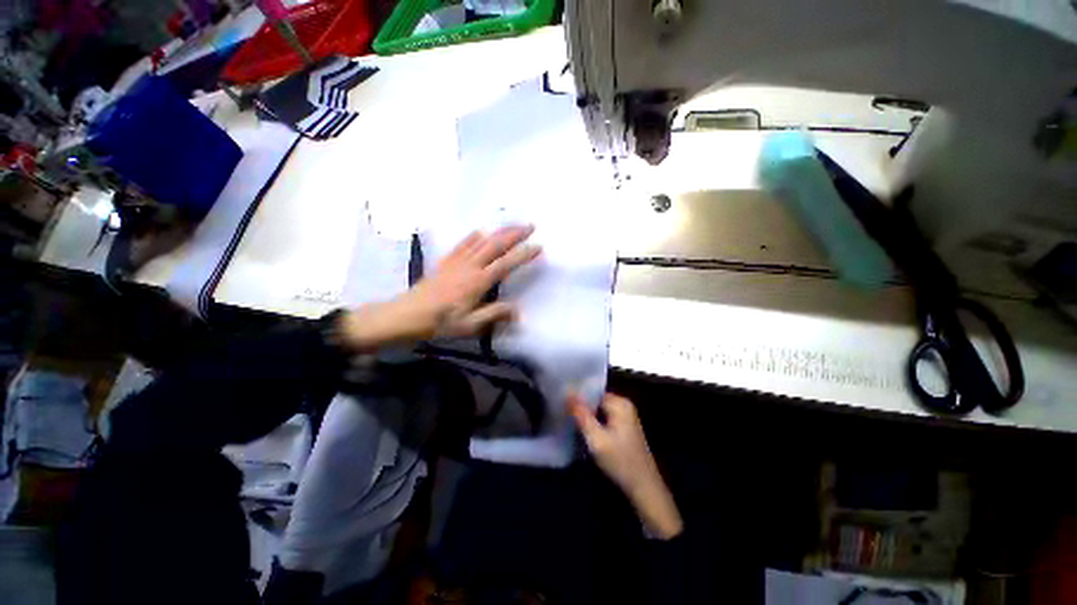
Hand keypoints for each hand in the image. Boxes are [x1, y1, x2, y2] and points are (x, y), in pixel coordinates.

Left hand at [341, 226, 540, 349]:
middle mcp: (470, 266)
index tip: (538, 246)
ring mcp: (457, 262)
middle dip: (514, 234)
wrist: (406, 315)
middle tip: (530, 226)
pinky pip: (462, 244)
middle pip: (495, 245)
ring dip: (499, 232)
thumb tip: (518, 311)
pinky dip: (474, 236)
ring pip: (482, 241)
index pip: (506, 264)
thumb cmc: (440, 323)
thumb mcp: (470, 325)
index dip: (523, 254)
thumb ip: (494, 315)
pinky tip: (480, 232)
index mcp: (478, 282)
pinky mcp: (446, 262)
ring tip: (512, 225)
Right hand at [569, 393, 683, 539]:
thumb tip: (568, 391)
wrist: (644, 488)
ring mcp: (625, 417)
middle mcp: (624, 405)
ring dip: (586, 417)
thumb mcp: (596, 439)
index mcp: (620, 403)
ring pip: (598, 411)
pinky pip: (604, 419)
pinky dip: (594, 424)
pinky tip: (584, 432)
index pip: (592, 391)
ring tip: (570, 422)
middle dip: (581, 408)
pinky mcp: (624, 429)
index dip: (577, 397)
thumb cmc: (620, 461)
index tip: (561, 403)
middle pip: (595, 401)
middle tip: (563, 415)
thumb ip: (581, 415)